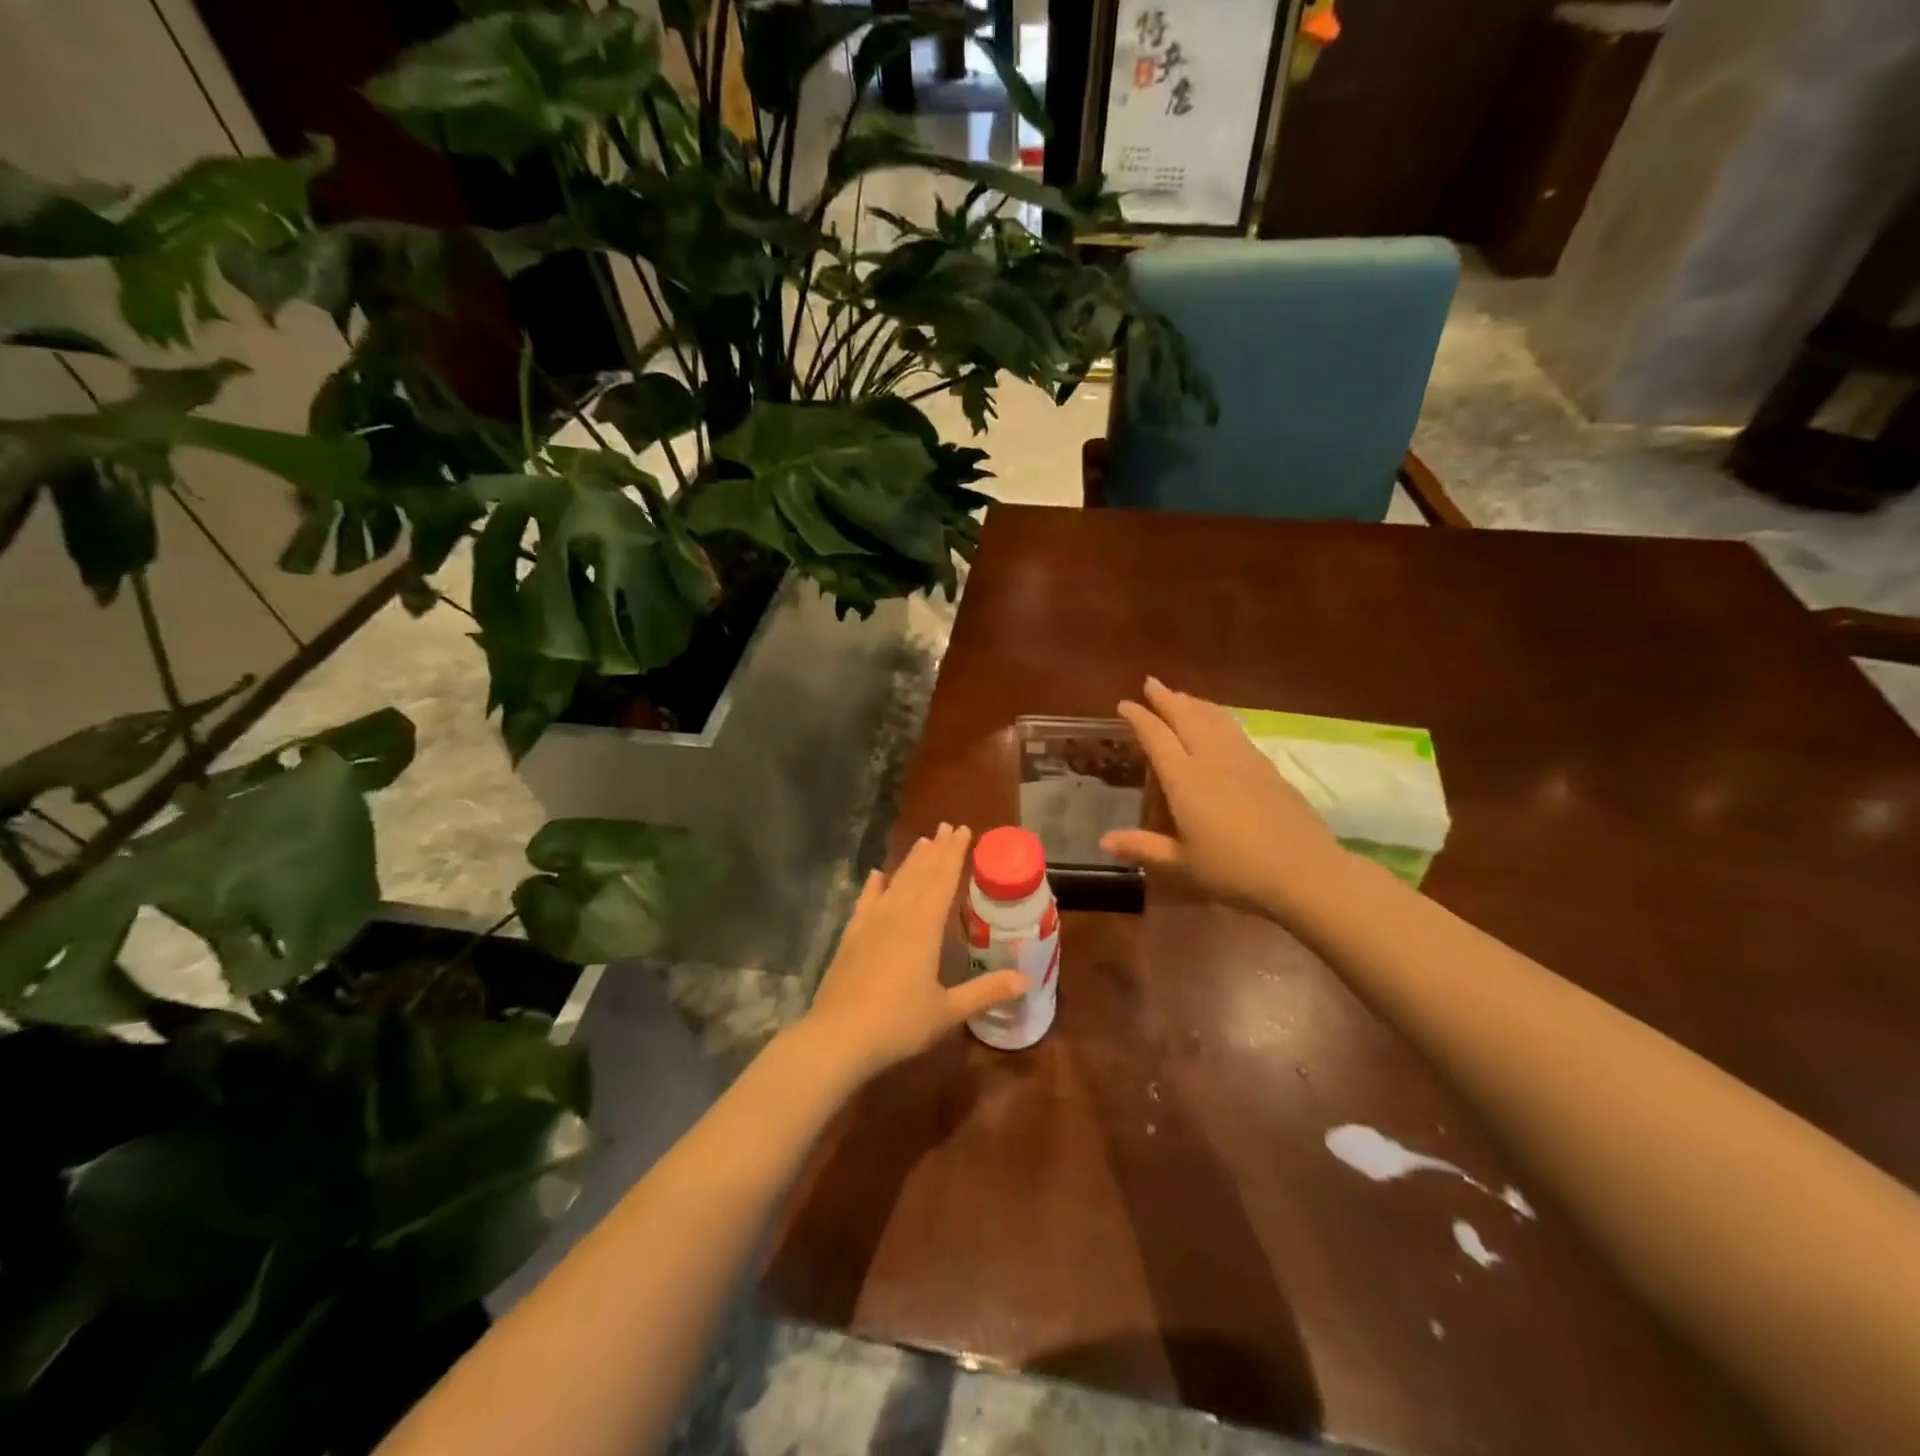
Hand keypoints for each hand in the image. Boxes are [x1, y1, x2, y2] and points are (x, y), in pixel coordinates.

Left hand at [803, 824, 1026, 1084]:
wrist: (838, 1038)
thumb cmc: (898, 1023)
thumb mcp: (948, 1011)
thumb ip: (986, 992)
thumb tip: (1026, 979)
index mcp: (924, 927)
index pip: (943, 880)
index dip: (954, 854)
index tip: (963, 830)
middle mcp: (897, 916)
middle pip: (920, 875)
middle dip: (936, 850)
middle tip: (947, 827)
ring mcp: (871, 924)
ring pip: (896, 883)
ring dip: (910, 861)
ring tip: (922, 841)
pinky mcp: (851, 937)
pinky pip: (866, 902)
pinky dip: (873, 887)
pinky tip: (877, 875)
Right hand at [1101, 678, 1343, 917]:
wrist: (1304, 872)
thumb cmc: (1235, 870)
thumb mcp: (1182, 865)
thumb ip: (1143, 848)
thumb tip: (1104, 841)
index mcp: (1186, 781)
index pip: (1157, 738)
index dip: (1139, 718)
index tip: (1125, 703)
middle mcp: (1212, 760)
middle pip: (1187, 717)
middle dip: (1166, 698)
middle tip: (1151, 683)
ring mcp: (1244, 761)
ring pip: (1214, 719)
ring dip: (1194, 703)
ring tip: (1181, 695)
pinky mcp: (1267, 768)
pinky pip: (1235, 730)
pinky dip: (1219, 717)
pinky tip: (1220, 722)